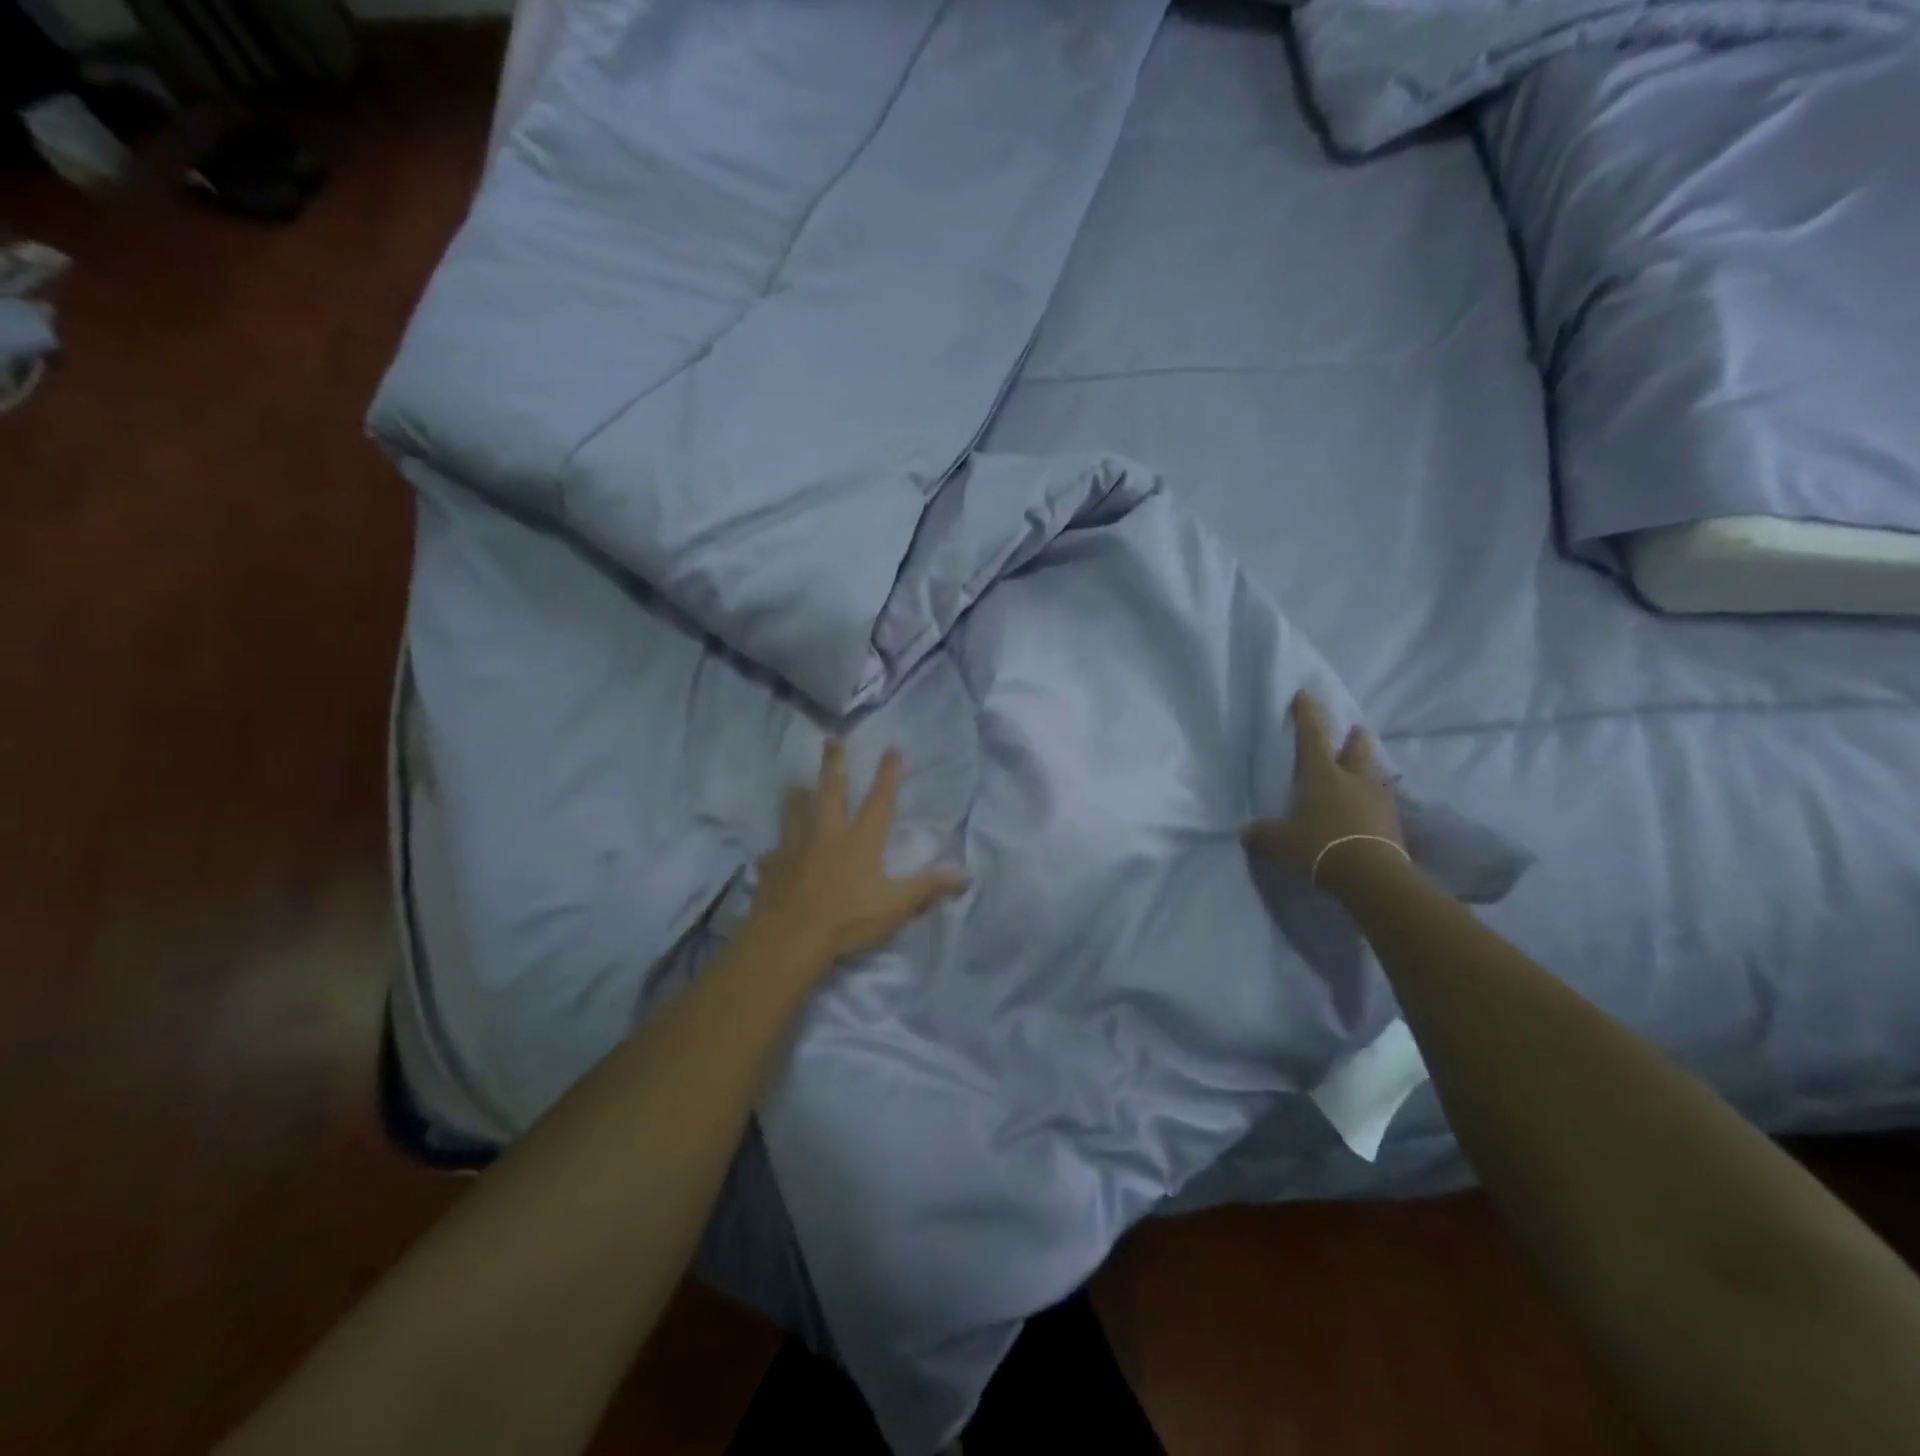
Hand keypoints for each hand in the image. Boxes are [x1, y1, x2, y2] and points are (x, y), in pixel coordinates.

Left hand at [747, 738, 969, 971]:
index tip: (891, 748)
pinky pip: (772, 855)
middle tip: (830, 739)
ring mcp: (795, 848)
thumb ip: (928, 888)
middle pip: (830, 791)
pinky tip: (770, 855)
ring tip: (795, 785)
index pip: (879, 799)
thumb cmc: (848, 918)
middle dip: (833, 764)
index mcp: (861, 838)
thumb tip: (965, 876)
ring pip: (795, 813)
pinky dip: (774, 853)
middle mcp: (827, 833)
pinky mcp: (773, 867)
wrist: (790, 937)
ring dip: (796, 798)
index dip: (887, 774)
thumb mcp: (896, 906)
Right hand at [1243, 692, 1404, 891]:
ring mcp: (1378, 798)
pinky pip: (1385, 800)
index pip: (1312, 736)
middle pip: (1357, 748)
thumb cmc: (1320, 847)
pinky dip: (1377, 799)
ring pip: (1375, 772)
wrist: (1372, 875)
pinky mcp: (1394, 820)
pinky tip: (1373, 807)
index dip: (1307, 714)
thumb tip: (1246, 832)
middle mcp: (1353, 778)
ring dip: (1369, 767)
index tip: (1305, 695)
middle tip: (1352, 732)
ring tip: (1364, 770)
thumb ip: (1263, 835)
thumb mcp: (1280, 843)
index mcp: (1322, 775)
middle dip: (1353, 738)